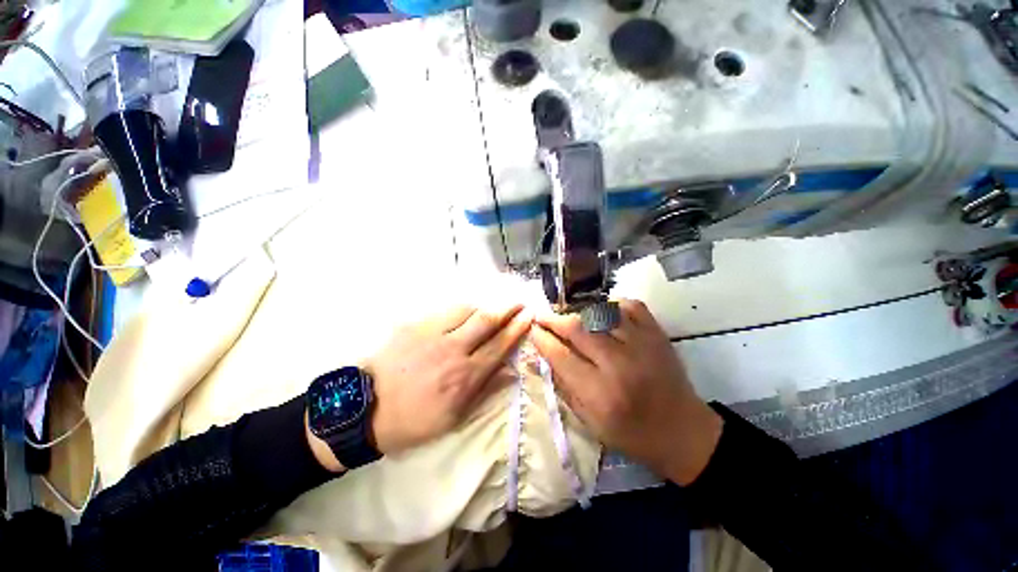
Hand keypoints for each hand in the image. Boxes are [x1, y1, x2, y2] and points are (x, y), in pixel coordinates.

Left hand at [366, 305, 531, 454]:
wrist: (366, 409)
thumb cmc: (414, 419)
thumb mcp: (455, 417)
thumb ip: (485, 390)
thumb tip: (510, 372)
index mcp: (464, 376)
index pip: (499, 345)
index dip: (517, 328)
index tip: (528, 316)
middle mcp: (452, 350)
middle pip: (486, 321)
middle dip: (507, 308)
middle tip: (519, 302)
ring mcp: (432, 334)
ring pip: (466, 310)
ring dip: (484, 306)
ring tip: (493, 307)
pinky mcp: (414, 325)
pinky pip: (444, 310)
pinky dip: (461, 309)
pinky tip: (465, 311)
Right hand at [530, 300, 722, 485]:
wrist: (683, 431)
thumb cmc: (631, 433)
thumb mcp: (590, 422)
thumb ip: (565, 386)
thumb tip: (545, 355)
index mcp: (600, 393)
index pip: (560, 355)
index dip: (542, 339)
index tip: (533, 330)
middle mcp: (618, 364)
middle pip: (577, 328)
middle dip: (553, 319)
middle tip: (543, 317)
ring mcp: (641, 344)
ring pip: (599, 312)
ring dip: (578, 311)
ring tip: (569, 316)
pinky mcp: (657, 334)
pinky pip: (629, 305)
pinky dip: (611, 304)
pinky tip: (602, 312)